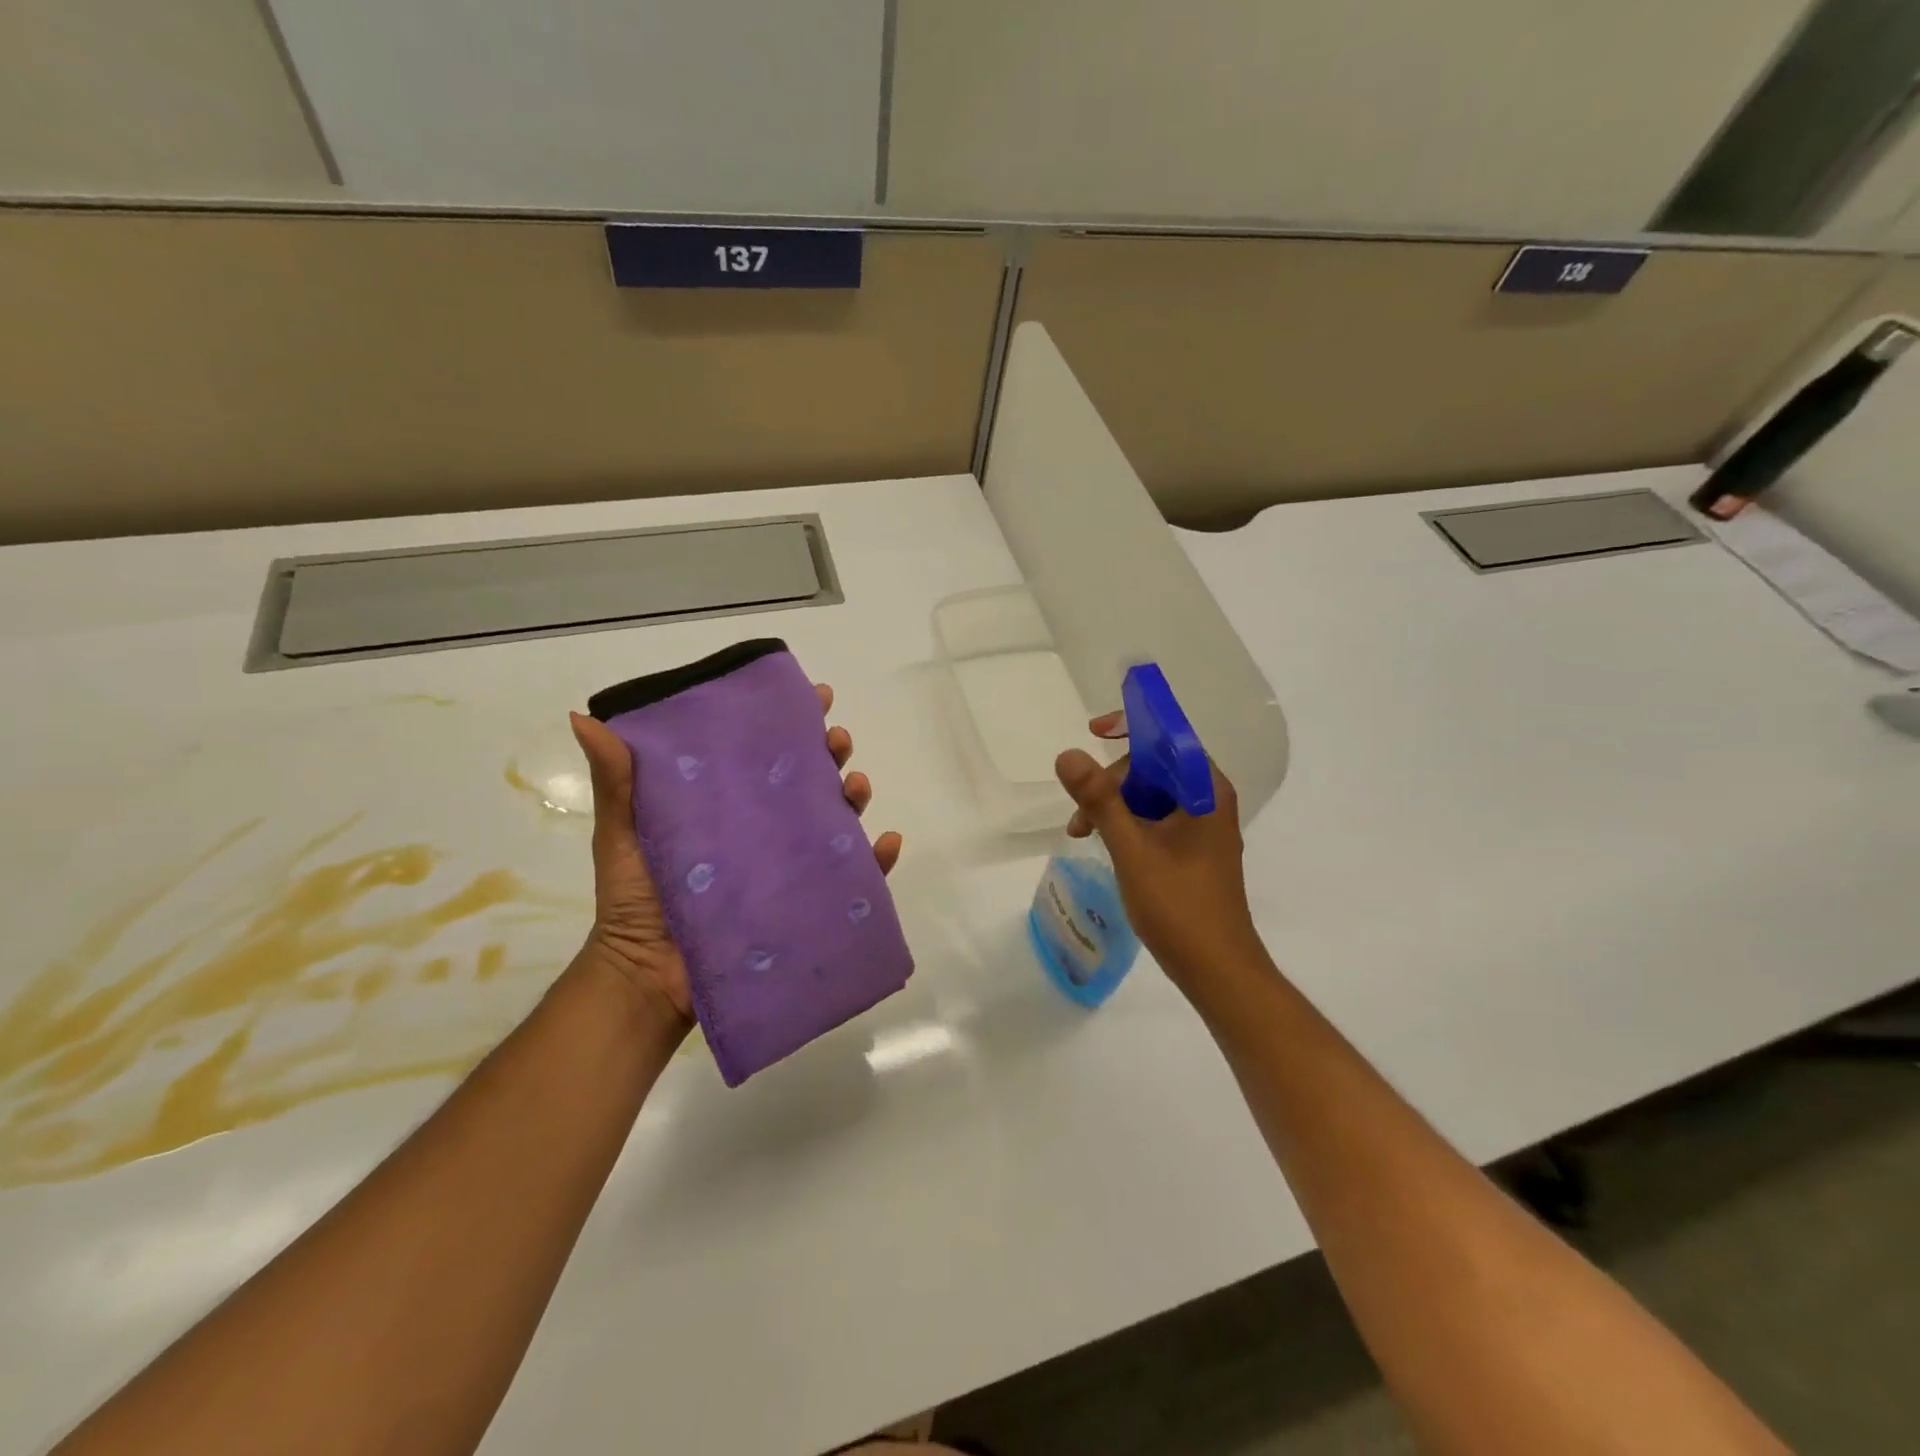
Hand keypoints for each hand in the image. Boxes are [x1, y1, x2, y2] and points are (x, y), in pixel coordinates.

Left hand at [568, 684, 902, 1029]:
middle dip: (830, 752)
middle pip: (809, 779)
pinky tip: (888, 842)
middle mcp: (765, 827)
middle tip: (836, 740)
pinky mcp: (806, 904)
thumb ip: (615, 781)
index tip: (813, 696)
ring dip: (854, 796)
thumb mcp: (622, 833)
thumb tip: (582, 717)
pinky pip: (854, 880)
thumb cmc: (635, 899)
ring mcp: (789, 866)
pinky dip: (878, 861)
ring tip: (856, 786)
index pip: (765, 752)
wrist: (647, 976)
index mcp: (728, 803)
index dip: (792, 721)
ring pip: (836, 821)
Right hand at [1054, 712, 1264, 987]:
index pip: (1168, 735)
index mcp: (1205, 789)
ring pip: (1151, 792)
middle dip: (1112, 780)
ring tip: (1082, 833)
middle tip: (1081, 814)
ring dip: (1114, 804)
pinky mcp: (1194, 847)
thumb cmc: (1179, 906)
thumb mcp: (1131, 849)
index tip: (1092, 731)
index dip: (1130, 726)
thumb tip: (1066, 754)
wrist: (1218, 970)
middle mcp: (1209, 798)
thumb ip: (1099, 800)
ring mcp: (1203, 824)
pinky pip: (1156, 816)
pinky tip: (1103, 842)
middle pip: (1154, 764)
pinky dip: (1127, 823)